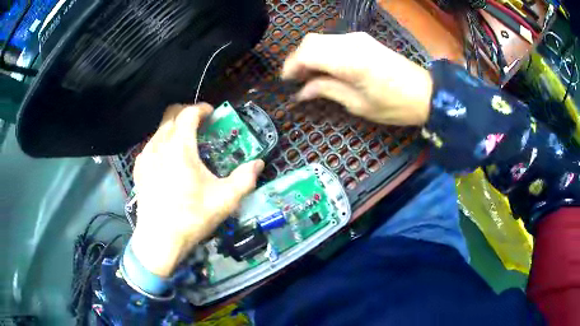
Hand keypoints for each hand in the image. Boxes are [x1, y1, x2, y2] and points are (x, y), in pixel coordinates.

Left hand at [130, 103, 264, 276]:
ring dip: (174, 128)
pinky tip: (168, 162)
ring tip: (185, 145)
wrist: (159, 239)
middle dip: (186, 113)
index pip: (189, 113)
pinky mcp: (139, 168)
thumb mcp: (225, 199)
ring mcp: (146, 155)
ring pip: (160, 129)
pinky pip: (151, 145)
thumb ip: (245, 178)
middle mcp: (159, 144)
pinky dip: (162, 144)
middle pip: (171, 113)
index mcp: (180, 146)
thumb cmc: (192, 217)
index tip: (212, 114)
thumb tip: (259, 164)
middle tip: (200, 125)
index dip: (202, 109)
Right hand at [282, 32, 432, 125]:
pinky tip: (325, 68)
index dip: (291, 66)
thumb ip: (327, 91)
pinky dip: (323, 52)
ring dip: (310, 55)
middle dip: (297, 59)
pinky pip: (334, 41)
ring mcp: (358, 38)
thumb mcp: (358, 104)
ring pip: (321, 39)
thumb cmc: (394, 105)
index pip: (307, 53)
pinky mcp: (364, 40)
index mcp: (349, 60)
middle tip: (296, 80)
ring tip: (308, 76)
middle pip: (310, 41)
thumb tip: (302, 91)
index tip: (286, 82)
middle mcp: (351, 43)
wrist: (426, 93)